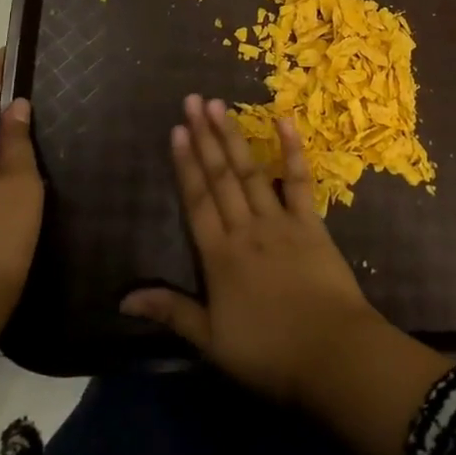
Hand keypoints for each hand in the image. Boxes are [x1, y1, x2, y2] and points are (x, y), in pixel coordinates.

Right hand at [121, 96, 380, 407]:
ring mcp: (280, 222)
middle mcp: (246, 229)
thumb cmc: (269, 353)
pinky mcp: (311, 223)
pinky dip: (291, 150)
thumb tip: (124, 299)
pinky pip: (298, 181)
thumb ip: (171, 312)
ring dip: (233, 137)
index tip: (176, 130)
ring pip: (250, 172)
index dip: (185, 164)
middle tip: (194, 100)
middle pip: (221, 177)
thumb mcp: (211, 342)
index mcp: (219, 256)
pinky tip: (284, 121)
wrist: (332, 354)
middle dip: (205, 137)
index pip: (196, 200)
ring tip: (219, 105)